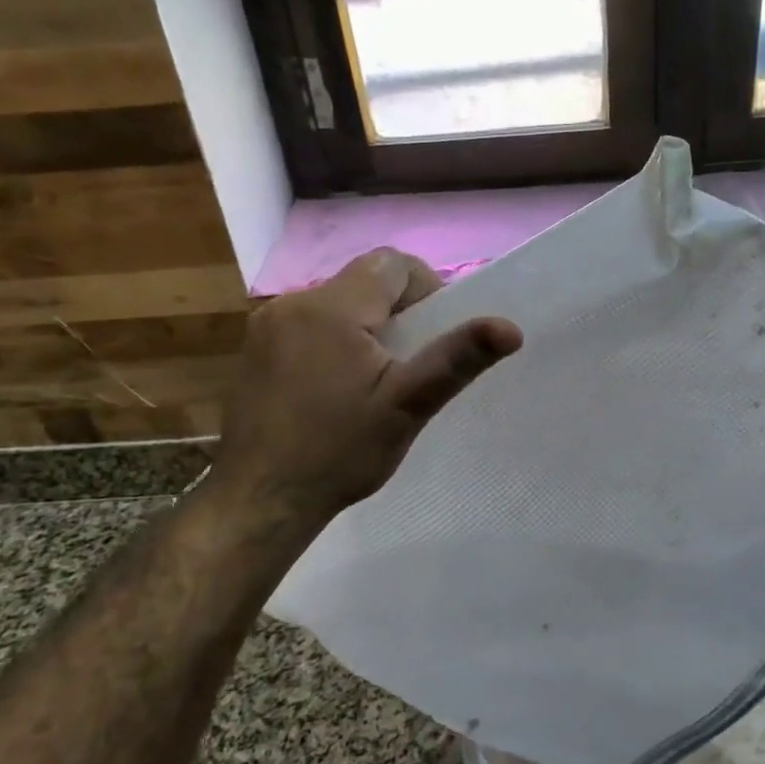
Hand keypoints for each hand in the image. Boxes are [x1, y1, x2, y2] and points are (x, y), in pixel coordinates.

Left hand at [206, 249, 522, 522]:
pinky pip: (307, 325)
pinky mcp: (253, 349)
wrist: (260, 500)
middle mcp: (293, 302)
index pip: (393, 263)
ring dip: (363, 327)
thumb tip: (511, 328)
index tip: (431, 336)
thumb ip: (456, 359)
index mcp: (333, 306)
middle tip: (407, 365)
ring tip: (373, 380)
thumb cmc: (339, 451)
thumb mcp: (407, 406)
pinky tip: (333, 388)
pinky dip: (332, 341)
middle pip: (363, 282)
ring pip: (335, 304)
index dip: (424, 289)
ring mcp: (266, 325)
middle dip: (395, 313)